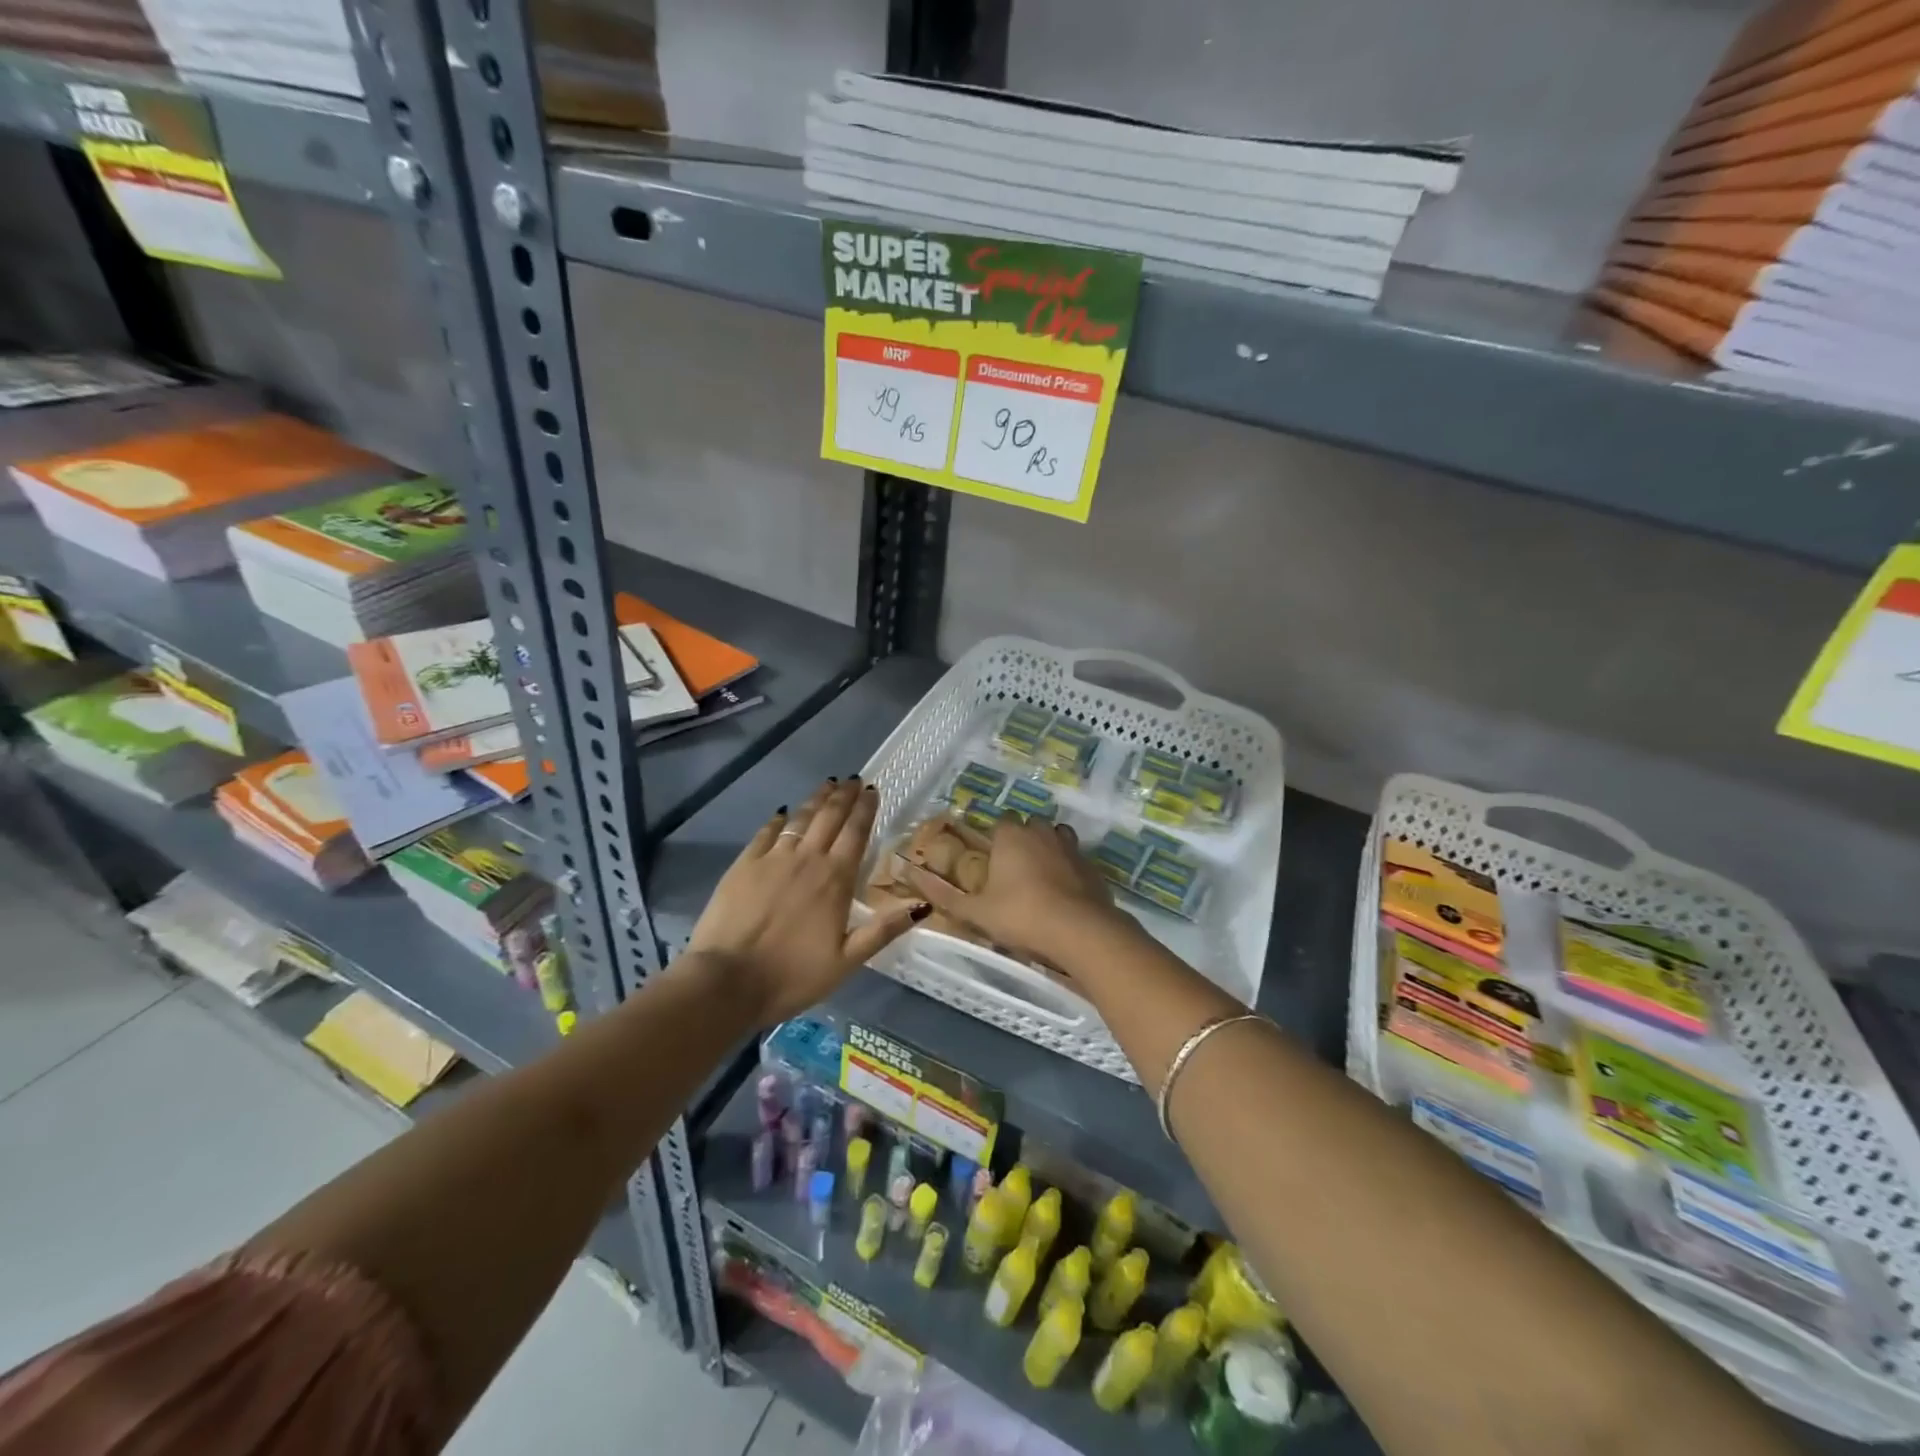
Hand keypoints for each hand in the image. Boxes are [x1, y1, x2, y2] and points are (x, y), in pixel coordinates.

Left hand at [688, 778, 927, 1022]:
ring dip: (816, 800)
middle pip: (829, 817)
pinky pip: (766, 832)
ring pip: (800, 818)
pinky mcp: (744, 864)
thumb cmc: (791, 976)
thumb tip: (922, 905)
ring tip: (827, 786)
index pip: (856, 833)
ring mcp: (772, 858)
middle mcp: (807, 859)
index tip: (872, 789)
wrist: (726, 981)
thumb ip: (883, 930)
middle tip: (853, 779)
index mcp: (835, 880)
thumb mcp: (846, 961)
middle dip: (844, 796)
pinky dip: (779, 819)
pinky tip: (783, 812)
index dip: (865, 809)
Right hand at [896, 816, 1126, 966]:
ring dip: (1048, 848)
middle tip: (1013, 870)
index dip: (995, 838)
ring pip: (1056, 836)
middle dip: (1022, 839)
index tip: (991, 860)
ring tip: (1039, 876)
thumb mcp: (976, 912)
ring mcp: (1071, 846)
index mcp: (1011, 836)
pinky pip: (1076, 858)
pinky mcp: (1093, 866)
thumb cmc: (1021, 916)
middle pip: (1029, 825)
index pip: (1001, 822)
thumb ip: (944, 895)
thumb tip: (910, 875)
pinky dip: (1069, 868)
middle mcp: (1041, 832)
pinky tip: (1064, 892)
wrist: (1081, 930)